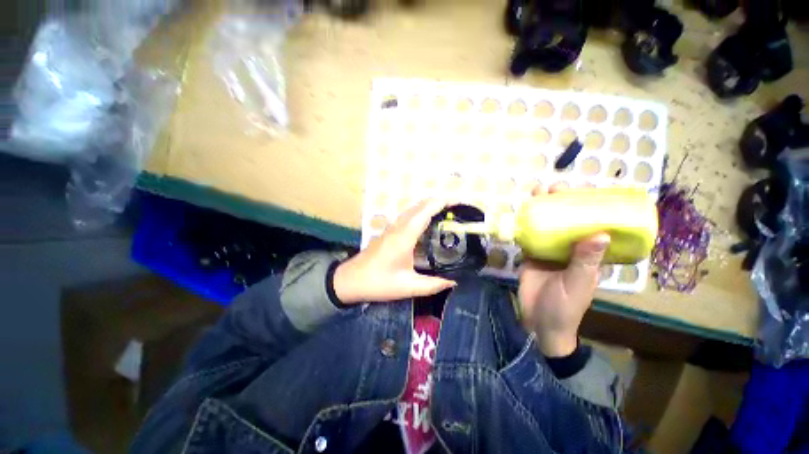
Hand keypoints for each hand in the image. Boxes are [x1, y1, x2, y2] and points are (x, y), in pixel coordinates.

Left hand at [333, 199, 456, 304]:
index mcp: (405, 236)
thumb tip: (453, 282)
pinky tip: (426, 223)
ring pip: (412, 209)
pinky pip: (407, 216)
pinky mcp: (388, 232)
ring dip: (428, 206)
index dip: (442, 203)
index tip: (458, 202)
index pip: (425, 211)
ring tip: (446, 213)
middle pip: (419, 206)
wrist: (350, 281)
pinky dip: (420, 213)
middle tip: (456, 209)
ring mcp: (392, 228)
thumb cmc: (378, 282)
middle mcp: (398, 227)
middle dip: (438, 202)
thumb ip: (432, 284)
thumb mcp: (407, 287)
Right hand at [518, 184, 609, 356]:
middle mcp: (569, 249)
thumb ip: (586, 260)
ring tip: (536, 193)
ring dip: (541, 209)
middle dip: (561, 203)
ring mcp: (549, 251)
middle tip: (554, 188)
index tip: (581, 190)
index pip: (592, 225)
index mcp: (588, 255)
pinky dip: (526, 224)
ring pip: (546, 226)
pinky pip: (529, 236)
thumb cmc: (565, 306)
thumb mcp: (577, 283)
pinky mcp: (531, 255)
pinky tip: (521, 212)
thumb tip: (601, 232)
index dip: (589, 206)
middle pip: (566, 221)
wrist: (539, 322)